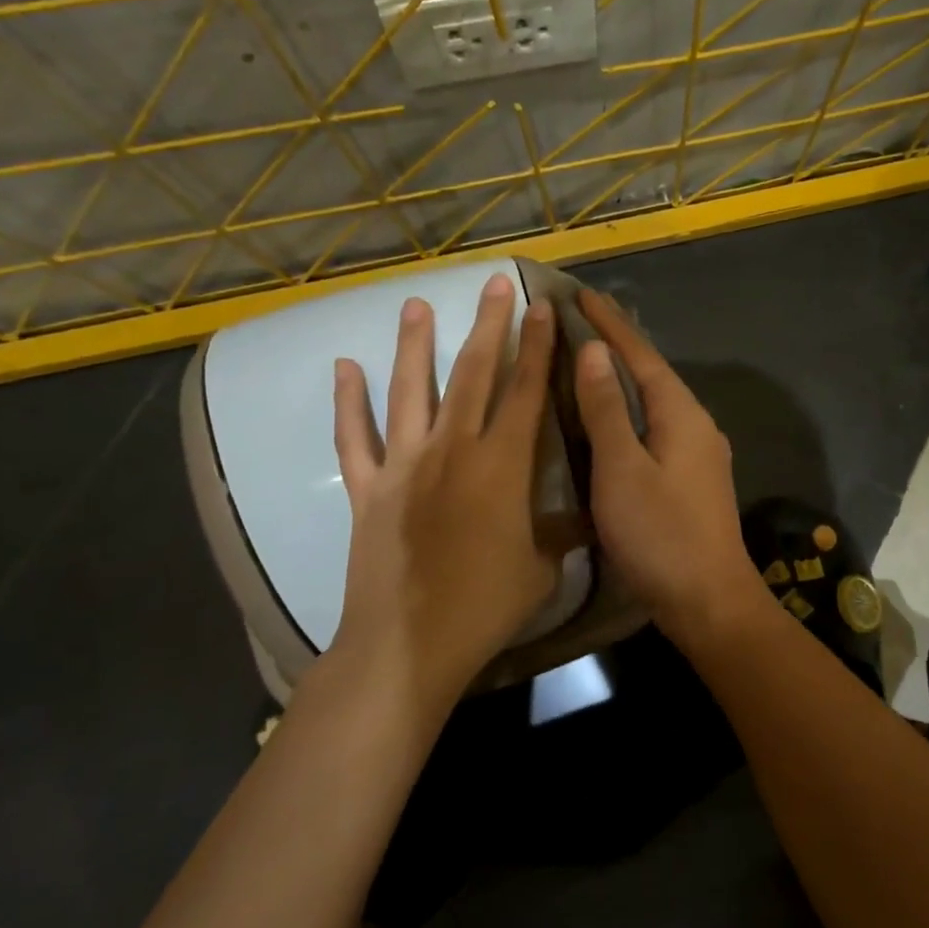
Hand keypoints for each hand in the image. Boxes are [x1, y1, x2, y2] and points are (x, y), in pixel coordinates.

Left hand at [327, 273, 558, 715]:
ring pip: (411, 391)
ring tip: (415, 304)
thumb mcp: (541, 567)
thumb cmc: (485, 605)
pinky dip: (348, 402)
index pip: (525, 391)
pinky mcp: (369, 488)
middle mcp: (454, 450)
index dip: (536, 347)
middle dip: (487, 326)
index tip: (541, 307)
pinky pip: (355, 438)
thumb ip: (560, 531)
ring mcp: (405, 465)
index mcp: (502, 465)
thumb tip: (584, 515)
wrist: (409, 643)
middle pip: (473, 374)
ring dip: (415, 345)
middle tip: (493, 284)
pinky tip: (344, 368)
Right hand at [572, 287, 770, 645]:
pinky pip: (657, 428)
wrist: (709, 600)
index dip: (610, 324)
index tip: (580, 292)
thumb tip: (594, 353)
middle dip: (618, 344)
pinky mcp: (692, 479)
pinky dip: (631, 412)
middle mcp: (696, 424)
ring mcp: (699, 453)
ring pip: (655, 402)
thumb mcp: (623, 469)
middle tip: (581, 319)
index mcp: (681, 414)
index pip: (641, 355)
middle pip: (652, 373)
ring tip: (591, 359)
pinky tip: (613, 419)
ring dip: (624, 378)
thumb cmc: (661, 534)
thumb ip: (607, 410)